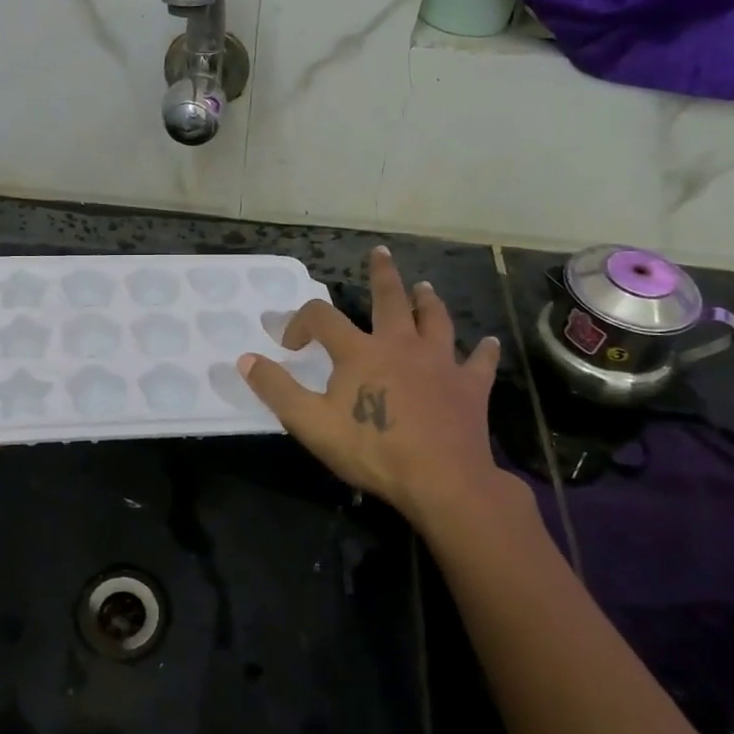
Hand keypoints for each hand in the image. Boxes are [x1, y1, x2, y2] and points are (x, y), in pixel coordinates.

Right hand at [238, 246, 516, 523]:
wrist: (442, 481)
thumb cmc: (373, 450)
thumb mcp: (311, 424)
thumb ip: (276, 389)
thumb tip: (245, 358)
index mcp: (360, 352)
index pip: (322, 318)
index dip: (300, 322)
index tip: (290, 344)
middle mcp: (400, 345)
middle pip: (390, 299)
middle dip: (383, 275)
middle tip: (381, 253)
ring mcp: (439, 363)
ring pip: (435, 320)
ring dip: (428, 302)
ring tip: (425, 287)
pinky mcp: (469, 387)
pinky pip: (479, 362)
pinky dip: (482, 351)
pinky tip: (488, 342)